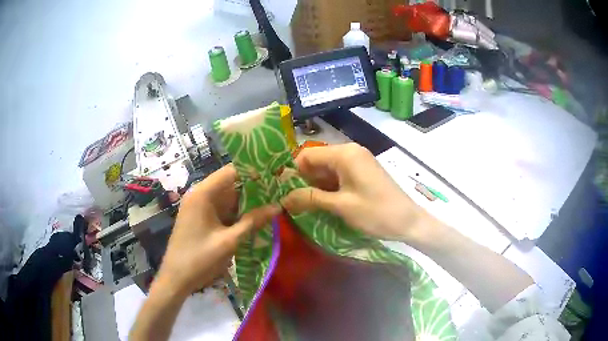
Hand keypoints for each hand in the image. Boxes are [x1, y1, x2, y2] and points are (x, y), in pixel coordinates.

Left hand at [156, 165, 279, 295]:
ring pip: (228, 198)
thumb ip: (253, 222)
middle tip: (279, 191)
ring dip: (247, 201)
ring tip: (273, 202)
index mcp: (203, 194)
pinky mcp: (201, 218)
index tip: (275, 175)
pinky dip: (238, 213)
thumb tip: (277, 207)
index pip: (231, 172)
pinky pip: (222, 209)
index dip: (253, 171)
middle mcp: (200, 195)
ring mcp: (200, 207)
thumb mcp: (229, 241)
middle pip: (230, 184)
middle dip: (254, 187)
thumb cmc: (199, 259)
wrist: (176, 278)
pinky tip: (255, 217)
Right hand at [281, 143, 433, 242]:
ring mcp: (357, 162)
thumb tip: (283, 199)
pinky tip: (319, 203)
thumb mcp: (340, 206)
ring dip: (314, 186)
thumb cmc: (376, 212)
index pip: (308, 155)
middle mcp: (350, 152)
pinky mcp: (362, 173)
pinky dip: (327, 188)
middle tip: (287, 200)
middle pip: (317, 161)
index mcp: (344, 154)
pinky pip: (338, 176)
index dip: (292, 171)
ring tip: (299, 204)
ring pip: (326, 170)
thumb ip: (310, 199)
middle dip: (302, 180)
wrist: (409, 222)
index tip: (280, 190)